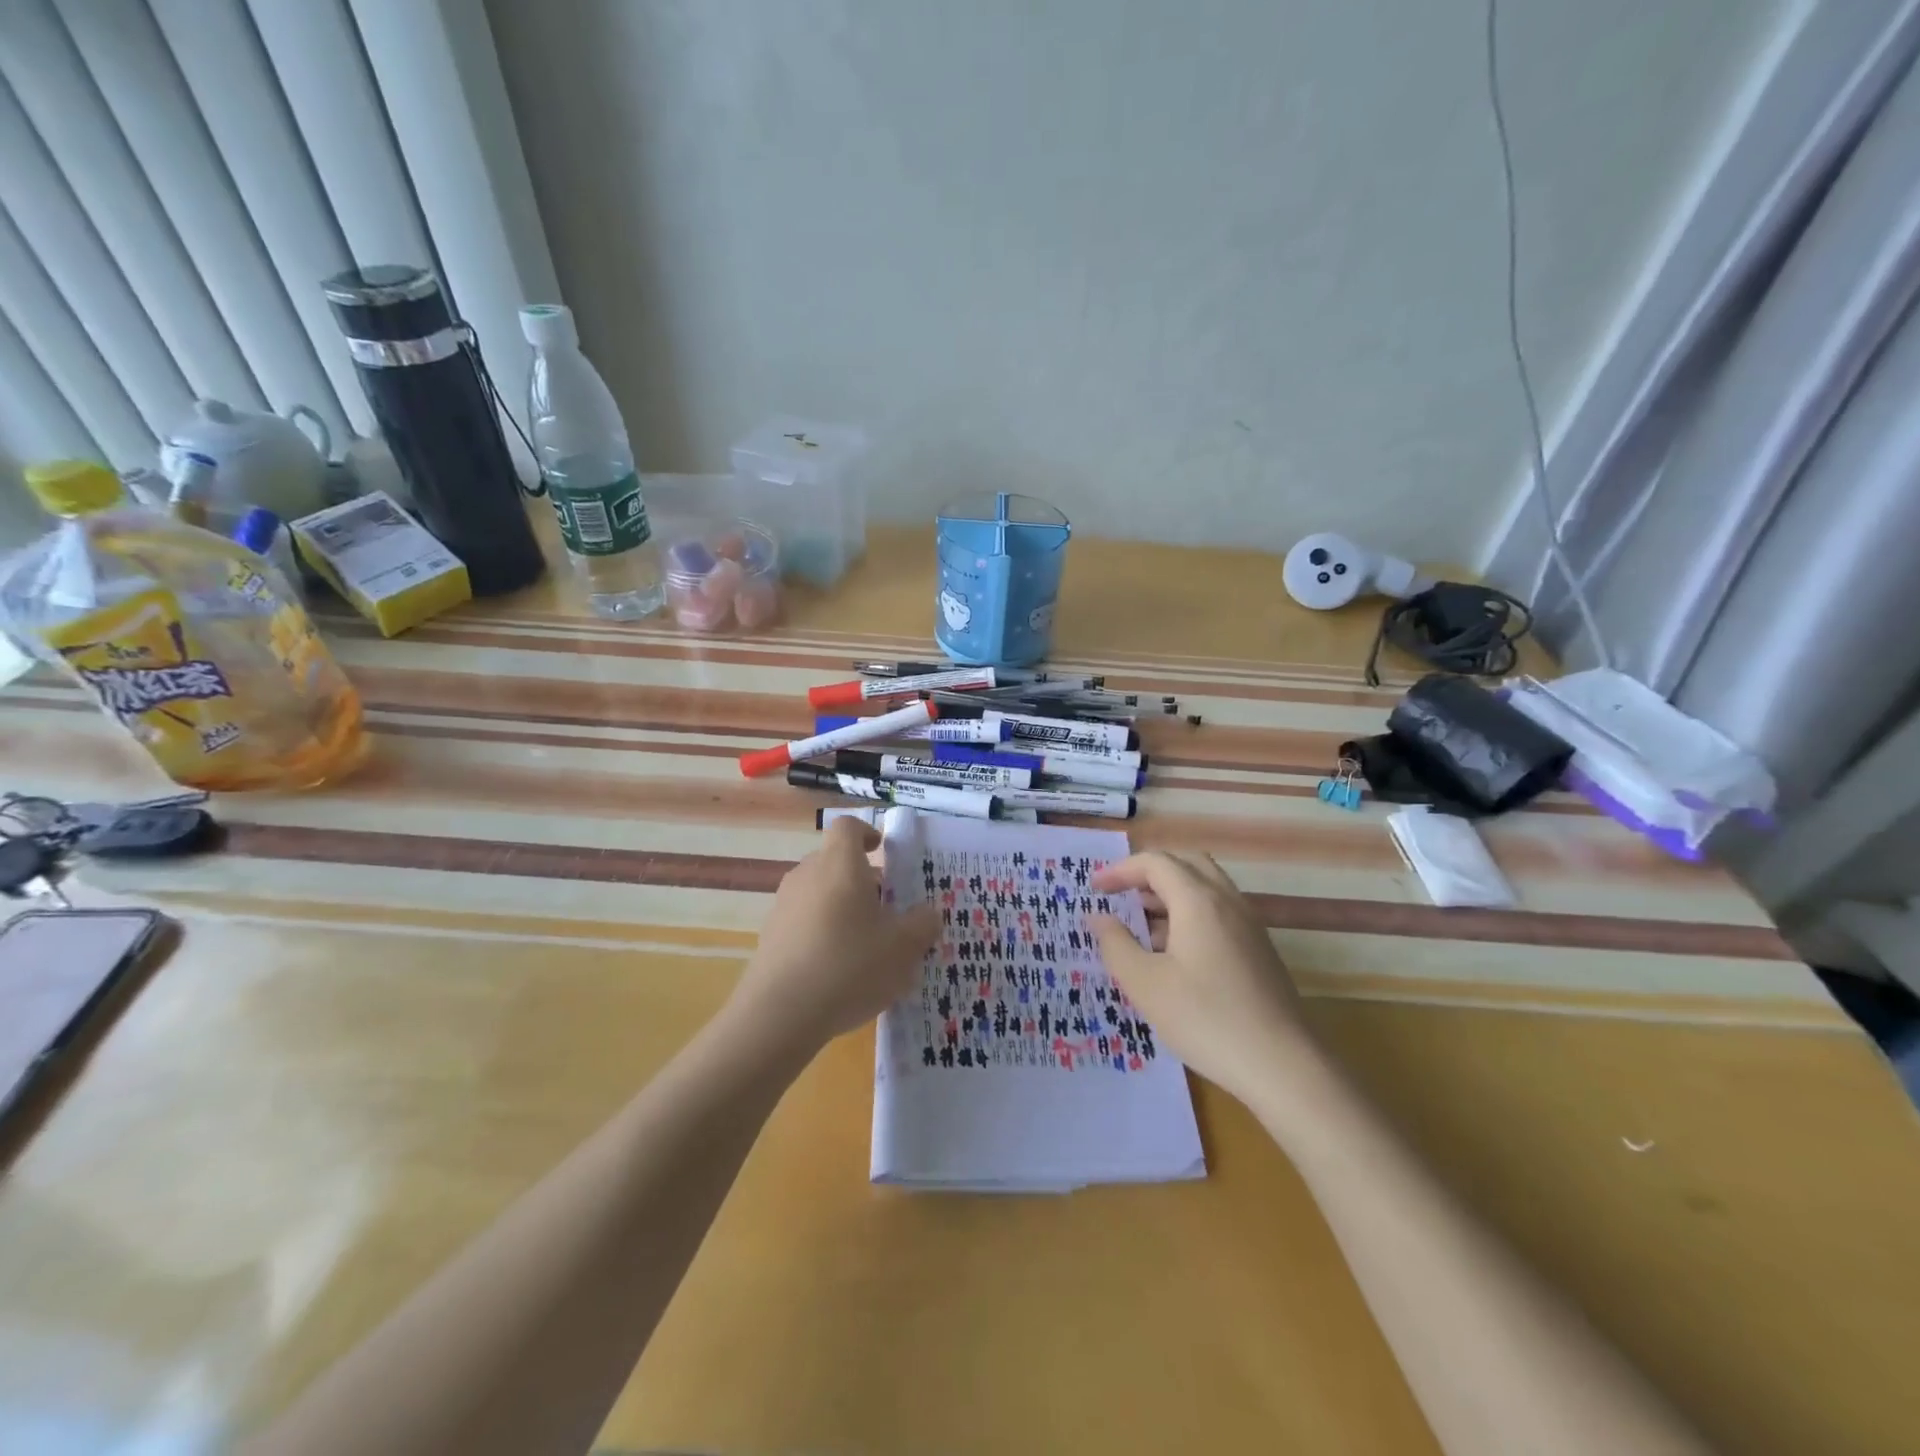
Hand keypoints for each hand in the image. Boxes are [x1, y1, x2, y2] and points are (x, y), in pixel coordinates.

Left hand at [729, 817, 938, 1051]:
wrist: (779, 1014)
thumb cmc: (849, 965)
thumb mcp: (904, 947)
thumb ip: (922, 924)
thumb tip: (927, 913)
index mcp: (840, 864)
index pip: (849, 827)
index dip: (868, 833)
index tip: (884, 851)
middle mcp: (807, 874)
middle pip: (836, 862)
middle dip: (863, 881)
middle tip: (888, 911)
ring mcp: (783, 905)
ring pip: (820, 893)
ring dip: (843, 909)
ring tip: (867, 947)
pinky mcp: (770, 936)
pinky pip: (804, 922)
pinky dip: (823, 934)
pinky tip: (838, 972)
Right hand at [1090, 851, 1307, 1101]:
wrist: (1284, 1066)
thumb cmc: (1206, 1019)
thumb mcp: (1145, 985)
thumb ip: (1116, 944)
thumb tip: (1098, 918)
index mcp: (1198, 900)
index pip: (1155, 862)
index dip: (1120, 870)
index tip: (1093, 889)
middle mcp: (1227, 901)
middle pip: (1185, 863)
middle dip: (1148, 872)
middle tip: (1121, 895)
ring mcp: (1248, 924)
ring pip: (1205, 887)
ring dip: (1170, 893)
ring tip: (1141, 925)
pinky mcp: (1258, 949)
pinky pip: (1219, 911)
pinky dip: (1190, 913)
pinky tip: (1173, 953)